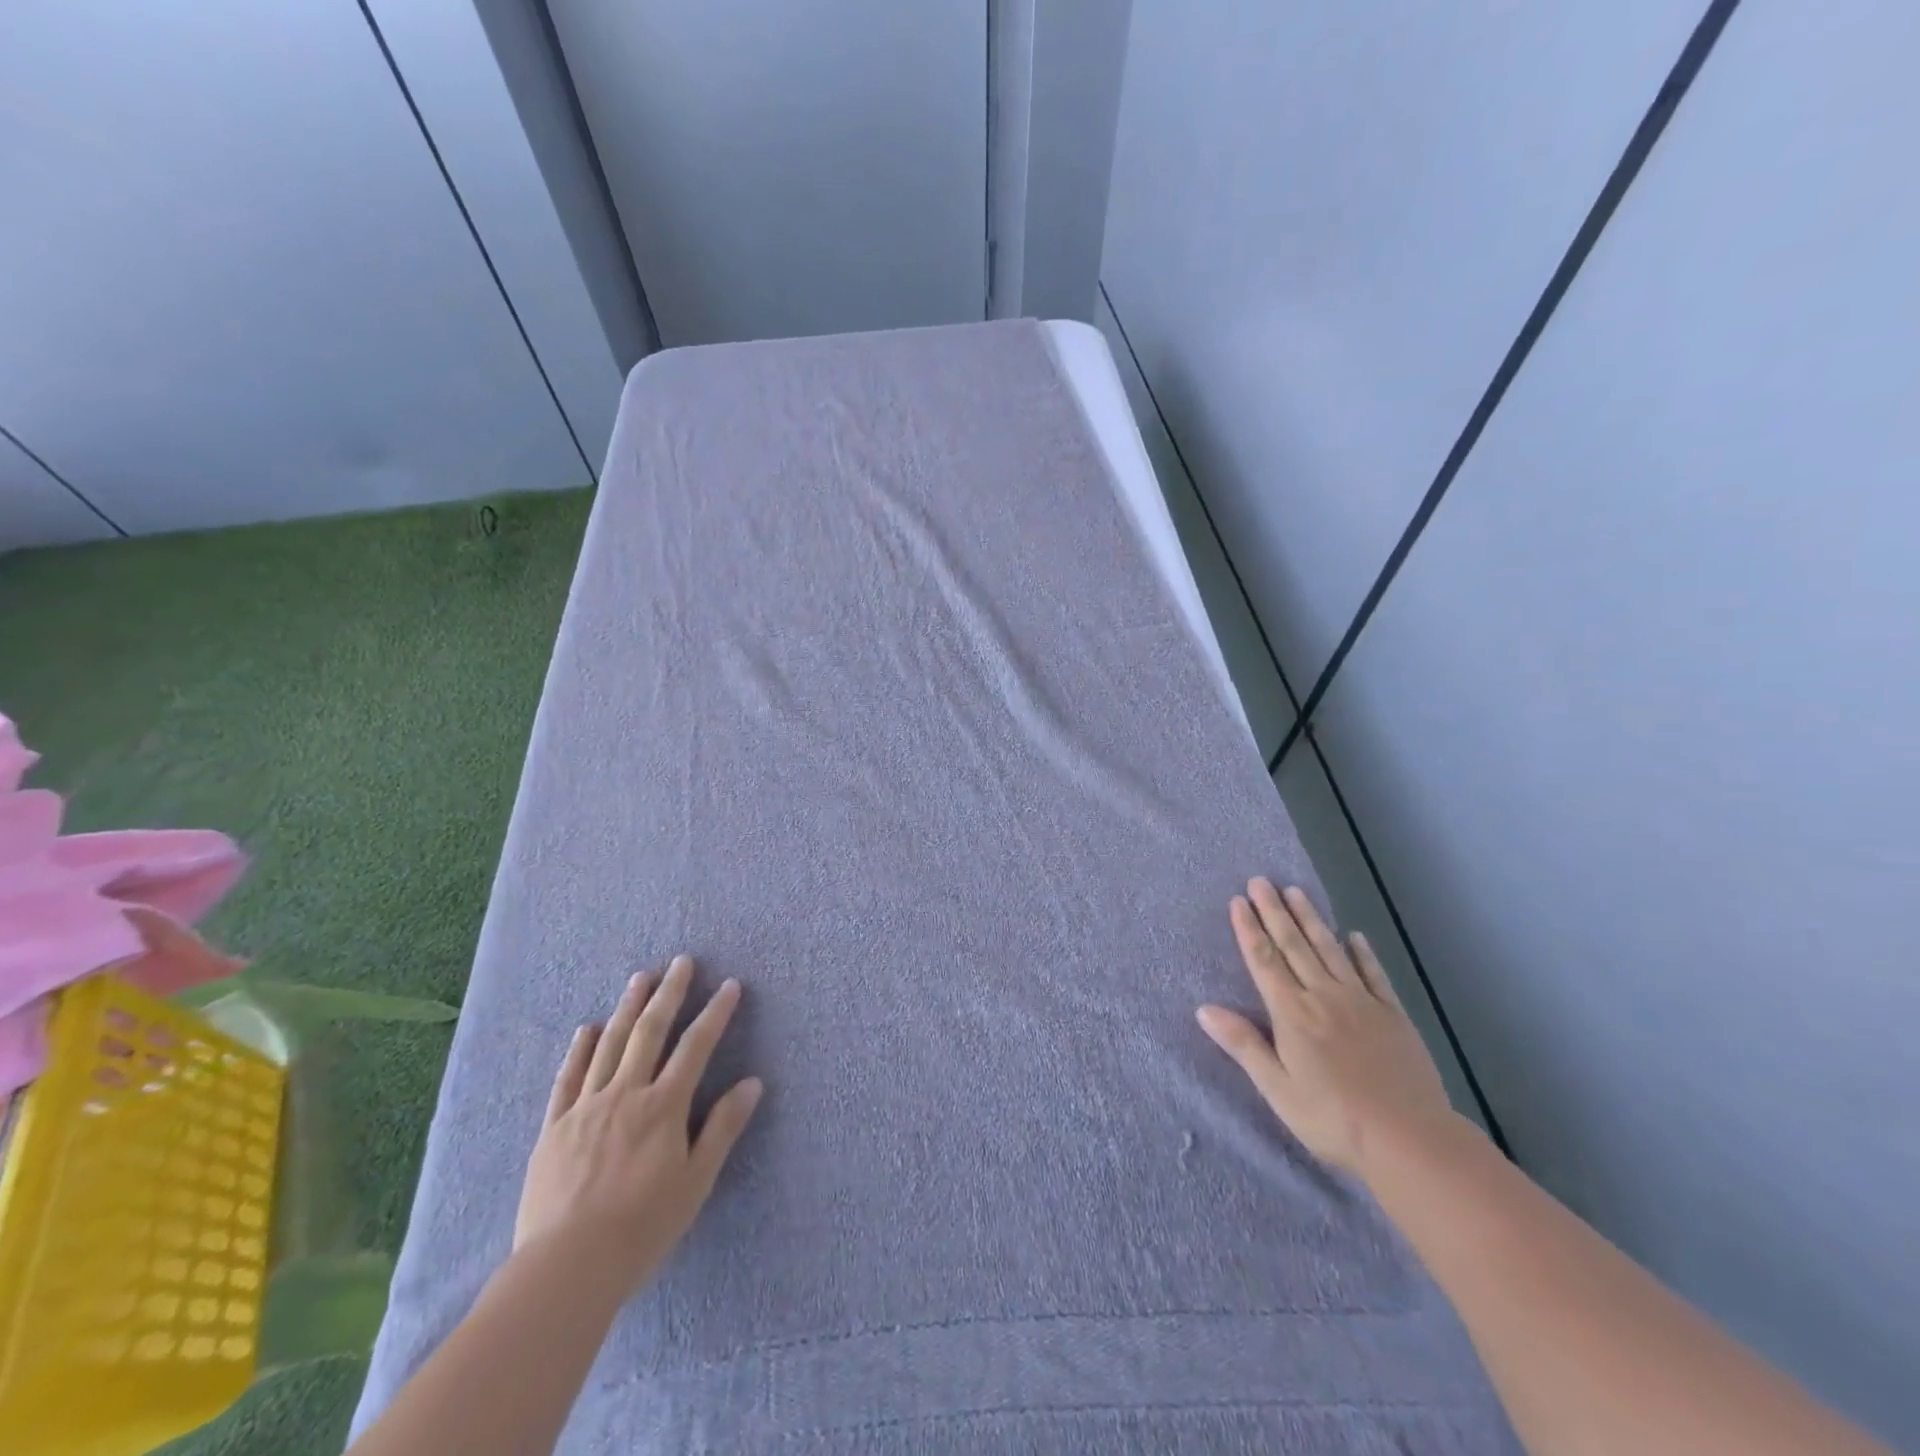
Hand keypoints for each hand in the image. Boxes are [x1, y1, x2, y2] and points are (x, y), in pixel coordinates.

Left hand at [514, 955, 762, 1296]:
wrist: (565, 1268)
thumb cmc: (642, 1228)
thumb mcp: (695, 1182)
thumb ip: (722, 1128)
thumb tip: (753, 1083)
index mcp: (663, 1107)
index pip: (696, 1047)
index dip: (715, 1013)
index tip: (730, 985)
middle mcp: (626, 1094)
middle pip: (650, 1032)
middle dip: (669, 993)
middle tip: (682, 962)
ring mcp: (586, 1107)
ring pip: (610, 1044)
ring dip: (628, 1007)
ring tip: (640, 977)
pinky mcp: (554, 1126)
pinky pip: (568, 1078)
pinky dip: (579, 1049)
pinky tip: (587, 1028)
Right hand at [1197, 879, 1454, 1179]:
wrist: (1410, 1140)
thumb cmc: (1333, 1119)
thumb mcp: (1278, 1088)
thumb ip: (1243, 1045)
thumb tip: (1203, 1009)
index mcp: (1292, 1013)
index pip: (1264, 961)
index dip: (1249, 930)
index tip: (1238, 901)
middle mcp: (1324, 997)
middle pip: (1294, 945)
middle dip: (1274, 912)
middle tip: (1260, 880)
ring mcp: (1361, 1002)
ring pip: (1330, 950)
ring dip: (1311, 919)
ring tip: (1295, 891)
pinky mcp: (1393, 1015)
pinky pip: (1373, 974)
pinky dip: (1362, 953)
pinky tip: (1354, 935)